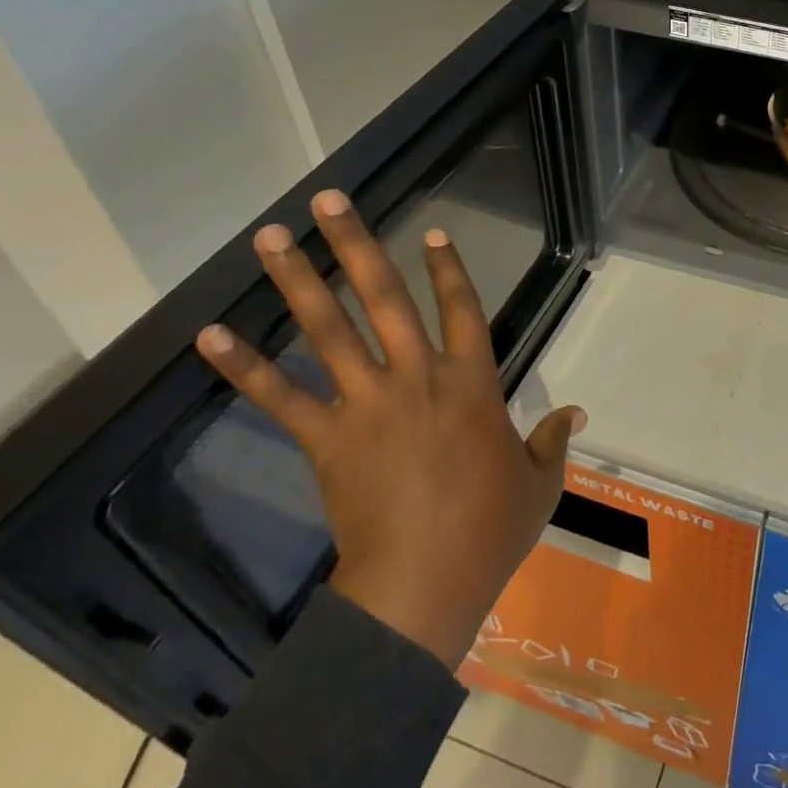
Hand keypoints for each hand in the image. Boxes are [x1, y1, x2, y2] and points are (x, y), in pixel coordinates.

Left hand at [195, 191, 585, 667]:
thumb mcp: (540, 484)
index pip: (463, 308)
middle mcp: (418, 377)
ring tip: (269, 238)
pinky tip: (211, 335)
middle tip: (326, 199)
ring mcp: (368, 403)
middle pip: (384, 297)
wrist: (423, 587)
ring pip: (329, 329)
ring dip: (298, 280)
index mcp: (473, 383)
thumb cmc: (489, 531)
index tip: (431, 231)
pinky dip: (245, 366)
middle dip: (355, 243)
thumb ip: (553, 440)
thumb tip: (577, 413)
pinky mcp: (326, 439)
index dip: (448, 268)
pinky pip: (281, 396)